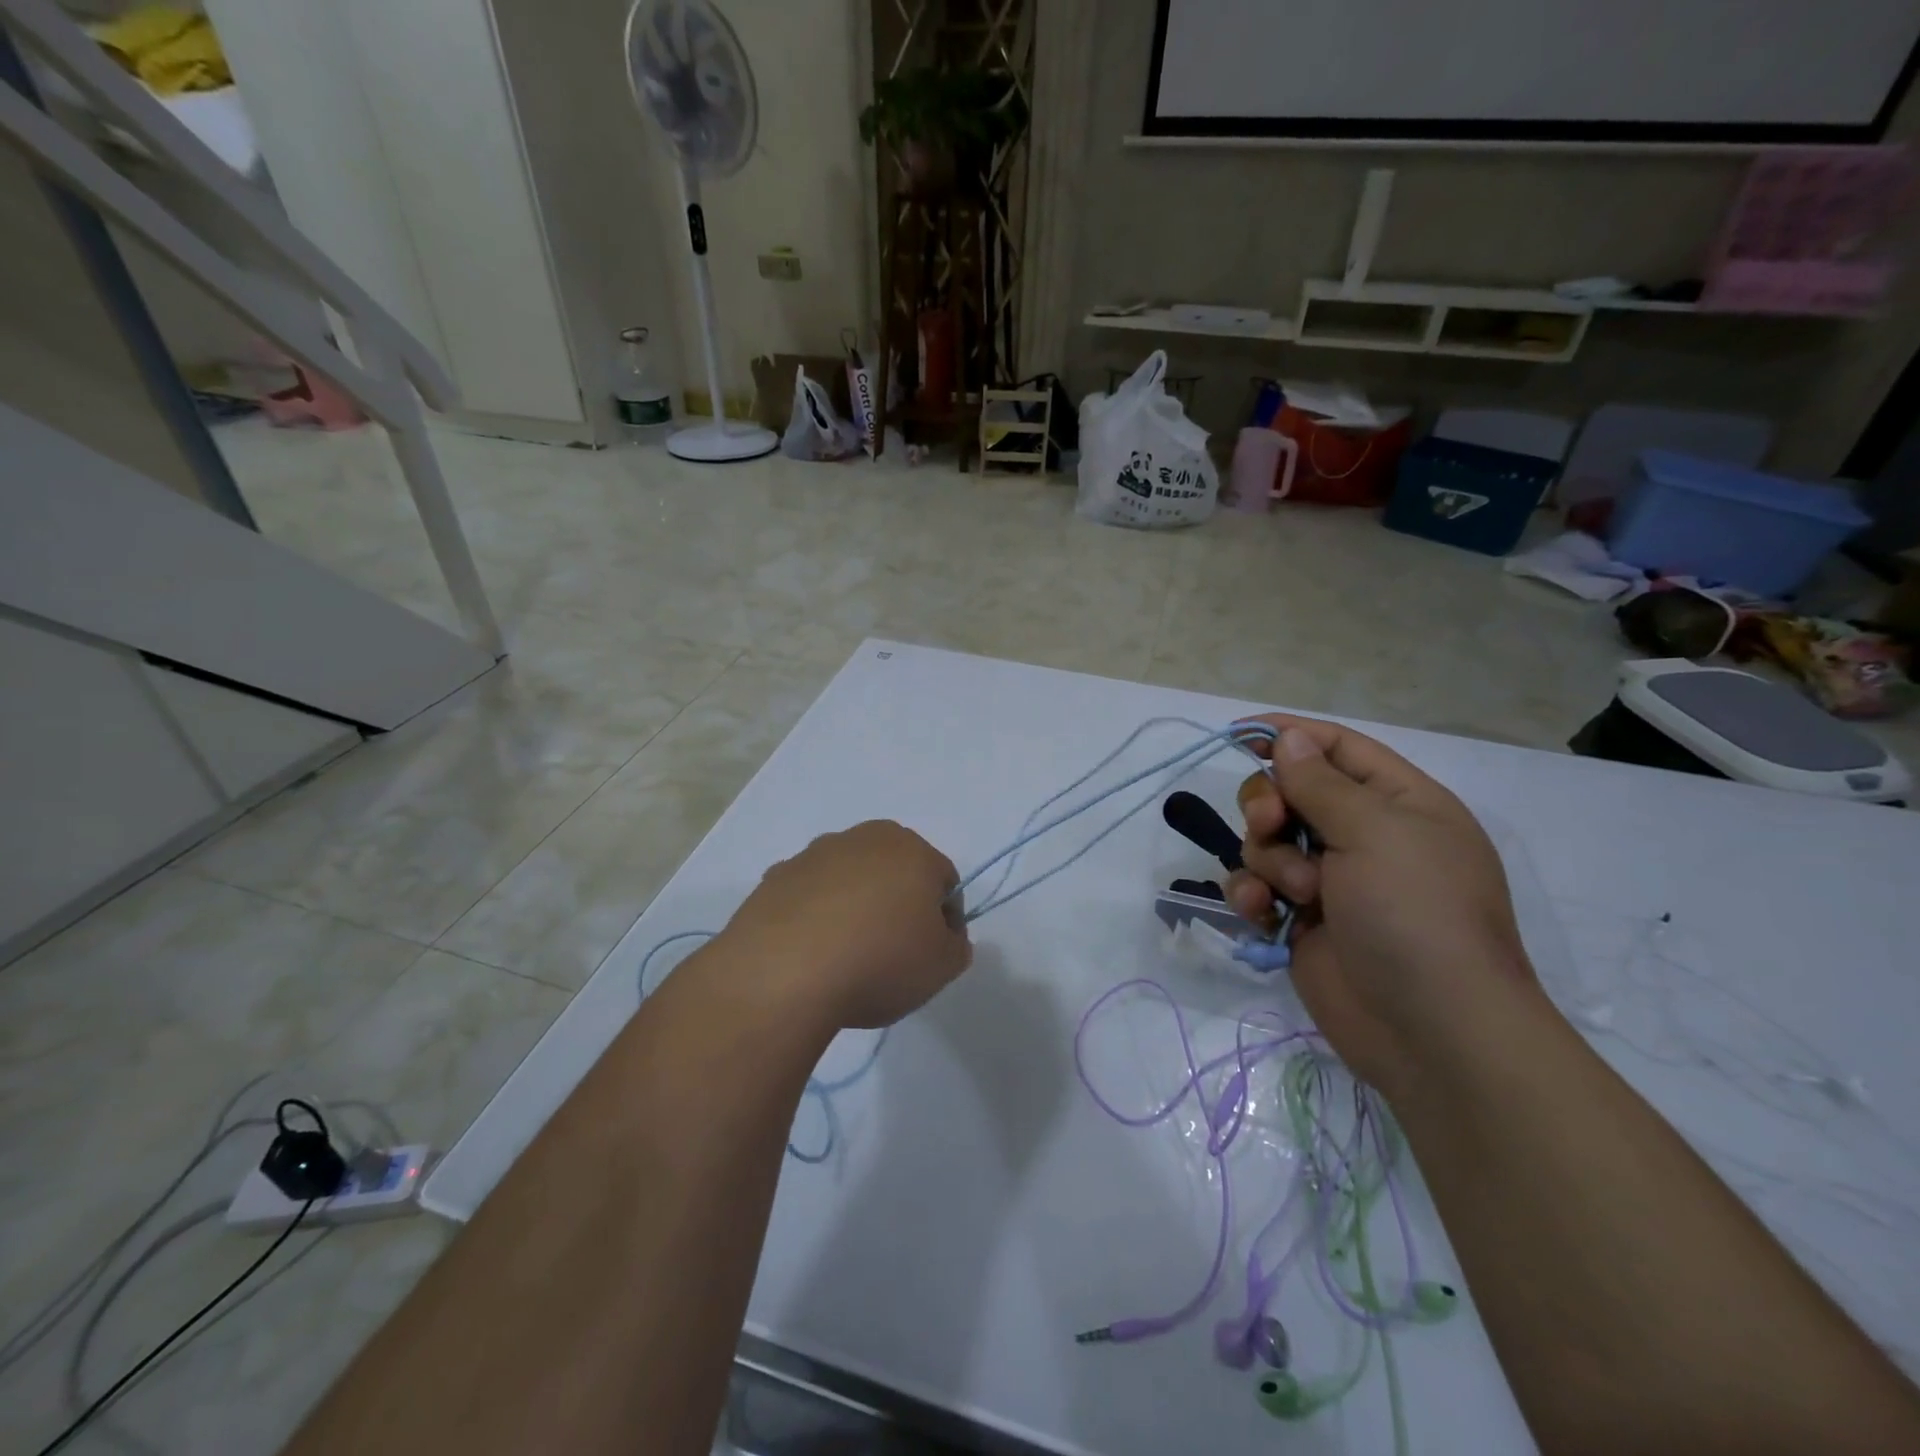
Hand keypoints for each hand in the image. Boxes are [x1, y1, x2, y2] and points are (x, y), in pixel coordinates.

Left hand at [723, 820, 971, 1030]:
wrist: (783, 975)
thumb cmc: (879, 962)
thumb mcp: (942, 967)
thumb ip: (956, 946)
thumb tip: (944, 936)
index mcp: (911, 850)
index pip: (944, 881)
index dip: (946, 920)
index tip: (934, 954)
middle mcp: (862, 839)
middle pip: (894, 871)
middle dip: (898, 904)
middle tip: (893, 953)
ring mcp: (813, 855)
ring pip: (848, 879)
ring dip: (854, 907)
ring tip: (846, 956)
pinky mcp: (774, 878)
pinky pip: (808, 896)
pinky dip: (814, 916)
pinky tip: (810, 953)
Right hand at [1225, 716, 1535, 1093]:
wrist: (1431, 1031)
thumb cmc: (1416, 913)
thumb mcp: (1375, 832)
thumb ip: (1321, 782)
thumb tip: (1289, 737)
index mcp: (1399, 803)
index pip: (1337, 748)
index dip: (1290, 736)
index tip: (1240, 733)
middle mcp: (1363, 836)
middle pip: (1289, 792)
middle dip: (1268, 803)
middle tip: (1270, 824)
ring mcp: (1329, 880)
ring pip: (1265, 840)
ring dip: (1269, 859)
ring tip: (1298, 893)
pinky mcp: (1299, 920)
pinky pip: (1256, 886)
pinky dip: (1251, 893)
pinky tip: (1260, 911)